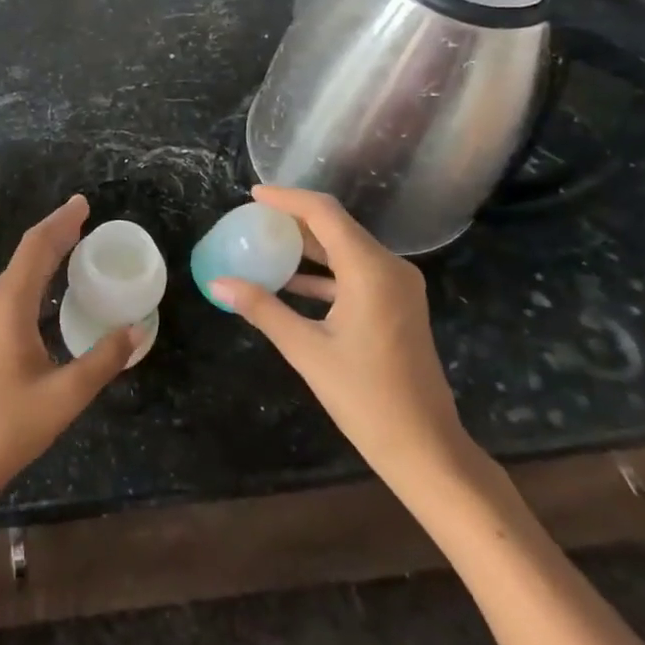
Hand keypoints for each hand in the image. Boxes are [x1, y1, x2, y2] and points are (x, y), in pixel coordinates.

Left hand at [0, 195, 138, 514]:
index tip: (83, 203)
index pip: (38, 247)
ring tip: (73, 243)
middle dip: (56, 232)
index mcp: (9, 305)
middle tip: (85, 216)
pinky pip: (10, 289)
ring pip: (17, 272)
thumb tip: (134, 330)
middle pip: (26, 254)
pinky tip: (48, 286)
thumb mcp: (66, 395)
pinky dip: (34, 275)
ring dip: (44, 254)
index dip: (61, 222)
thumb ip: (103, 360)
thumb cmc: (8, 427)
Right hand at [209, 186, 474, 493]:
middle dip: (294, 220)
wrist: (426, 449)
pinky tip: (291, 282)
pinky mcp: (397, 305)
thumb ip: (262, 309)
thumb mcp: (306, 350)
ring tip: (266, 245)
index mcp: (371, 270)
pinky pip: (355, 272)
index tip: (253, 195)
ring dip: (308, 246)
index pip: (324, 213)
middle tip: (254, 220)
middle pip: (336, 226)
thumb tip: (218, 283)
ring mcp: (398, 287)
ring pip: (346, 248)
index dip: (287, 199)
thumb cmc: (366, 398)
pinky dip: (323, 272)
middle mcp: (390, 268)